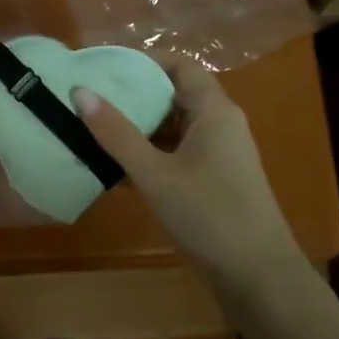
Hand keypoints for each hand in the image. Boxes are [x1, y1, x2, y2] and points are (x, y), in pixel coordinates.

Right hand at [73, 58, 298, 277]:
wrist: (258, 277)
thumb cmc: (209, 215)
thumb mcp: (155, 173)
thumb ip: (116, 133)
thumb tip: (80, 92)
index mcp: (214, 111)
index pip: (179, 65)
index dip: (143, 61)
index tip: (104, 68)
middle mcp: (219, 124)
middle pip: (173, 94)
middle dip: (133, 95)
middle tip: (90, 98)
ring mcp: (218, 154)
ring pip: (172, 127)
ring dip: (137, 127)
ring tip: (93, 129)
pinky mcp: (213, 180)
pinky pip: (175, 153)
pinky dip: (148, 154)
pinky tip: (114, 168)